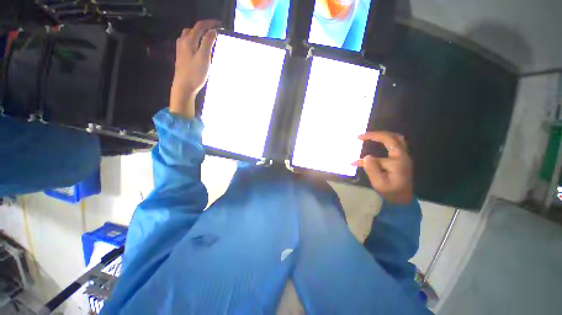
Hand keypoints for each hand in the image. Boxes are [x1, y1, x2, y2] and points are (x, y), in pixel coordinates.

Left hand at [170, 20, 219, 117]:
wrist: (184, 86)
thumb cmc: (195, 73)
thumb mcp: (204, 58)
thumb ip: (208, 43)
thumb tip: (213, 31)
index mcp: (189, 40)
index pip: (199, 26)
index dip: (210, 23)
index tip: (220, 24)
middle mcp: (183, 41)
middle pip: (193, 29)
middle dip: (204, 27)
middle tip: (214, 32)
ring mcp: (180, 49)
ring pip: (189, 35)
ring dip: (198, 34)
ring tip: (207, 38)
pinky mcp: (181, 56)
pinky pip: (188, 42)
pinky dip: (195, 40)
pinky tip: (198, 47)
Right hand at [353, 131, 413, 204]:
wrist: (402, 199)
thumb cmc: (390, 192)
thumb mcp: (379, 183)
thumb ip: (372, 169)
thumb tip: (367, 156)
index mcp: (398, 160)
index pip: (386, 143)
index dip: (372, 138)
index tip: (358, 138)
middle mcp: (403, 156)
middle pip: (393, 137)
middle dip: (376, 134)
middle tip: (362, 136)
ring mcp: (403, 157)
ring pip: (396, 139)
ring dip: (382, 135)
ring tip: (370, 136)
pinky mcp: (400, 159)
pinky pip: (395, 145)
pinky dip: (385, 141)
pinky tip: (377, 143)